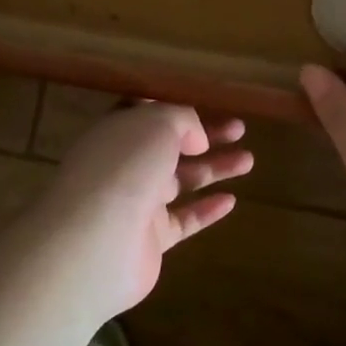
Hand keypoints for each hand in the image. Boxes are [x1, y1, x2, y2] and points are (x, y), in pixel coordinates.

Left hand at [34, 103, 252, 318]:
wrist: (96, 243)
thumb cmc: (124, 167)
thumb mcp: (157, 123)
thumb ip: (182, 120)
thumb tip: (195, 138)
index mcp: (118, 132)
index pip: (147, 113)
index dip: (177, 107)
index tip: (207, 102)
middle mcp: (125, 165)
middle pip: (171, 146)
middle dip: (206, 136)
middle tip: (240, 129)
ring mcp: (137, 203)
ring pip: (181, 181)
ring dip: (214, 168)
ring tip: (249, 160)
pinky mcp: (150, 240)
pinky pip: (183, 220)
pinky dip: (206, 210)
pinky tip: (232, 200)